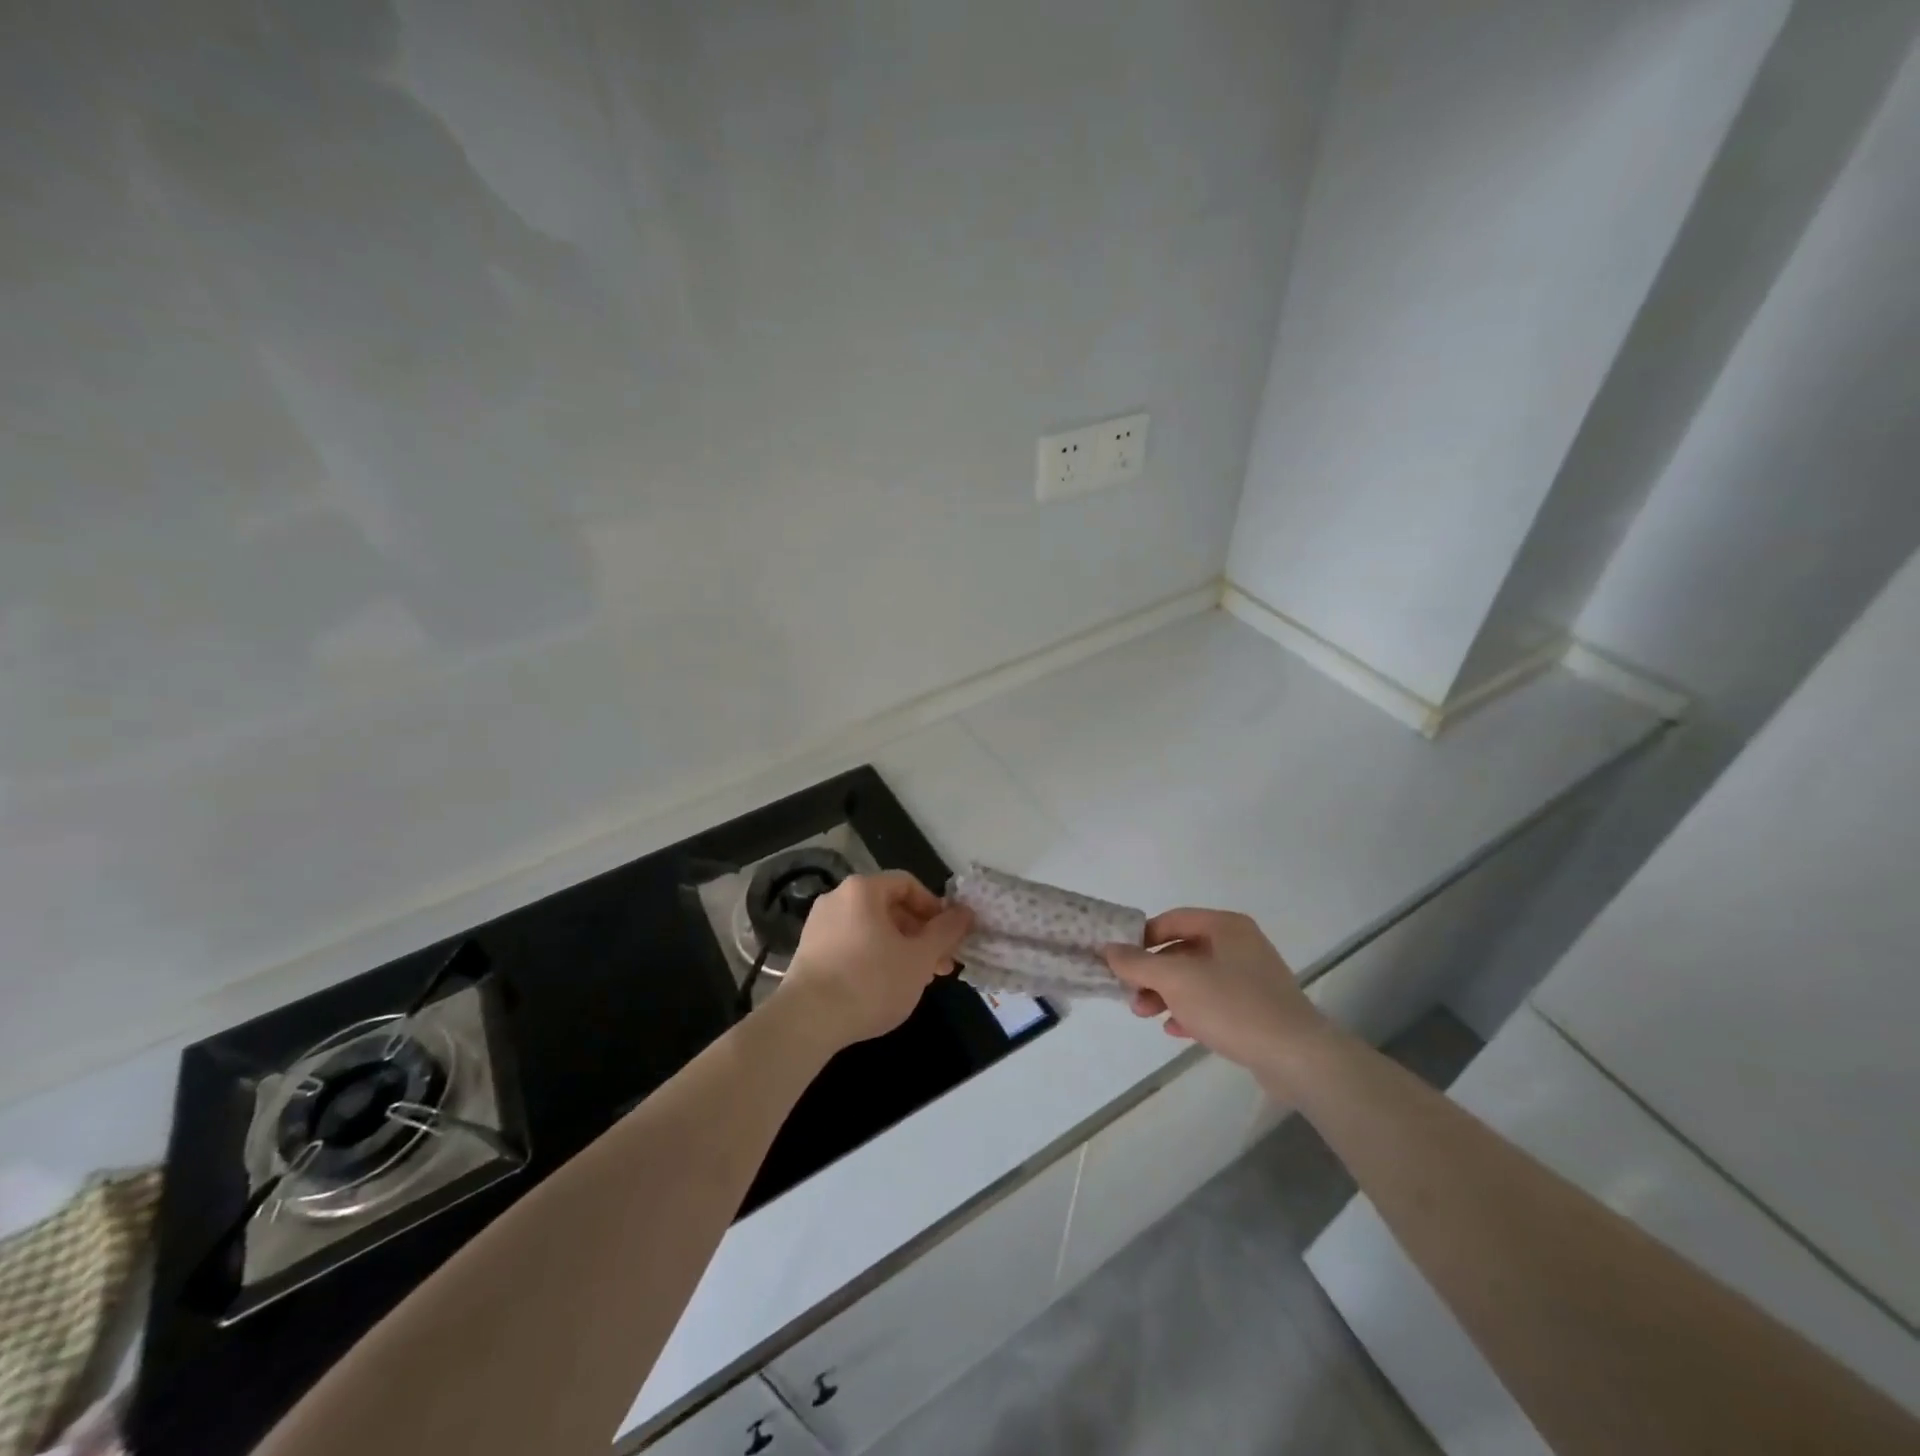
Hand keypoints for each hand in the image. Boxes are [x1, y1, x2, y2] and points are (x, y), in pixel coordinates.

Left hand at [780, 872, 972, 1050]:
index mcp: (863, 889)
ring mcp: (819, 925)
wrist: (807, 1022)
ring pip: (872, 928)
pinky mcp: (808, 952)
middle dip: (920, 934)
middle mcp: (837, 898)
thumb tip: (966, 912)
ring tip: (917, 980)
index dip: (935, 908)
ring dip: (900, 948)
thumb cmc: (871, 982)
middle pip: (890, 906)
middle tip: (940, 964)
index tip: (949, 937)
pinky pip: (851, 944)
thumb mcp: (919, 958)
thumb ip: (946, 932)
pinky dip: (874, 957)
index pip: (908, 884)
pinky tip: (885, 987)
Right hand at [1103, 909, 1332, 1082]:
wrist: (1297, 1057)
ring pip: (1196, 979)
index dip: (1142, 937)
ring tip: (1145, 1015)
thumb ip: (1138, 963)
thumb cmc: (1233, 1006)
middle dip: (1152, 972)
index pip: (1172, 920)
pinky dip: (1191, 1011)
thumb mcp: (1176, 980)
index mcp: (1226, 926)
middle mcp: (1240, 945)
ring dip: (1166, 994)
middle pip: (1183, 950)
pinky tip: (1175, 1030)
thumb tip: (1109, 948)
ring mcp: (1252, 978)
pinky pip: (1215, 1002)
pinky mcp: (1258, 1009)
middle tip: (1130, 994)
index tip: (1119, 959)